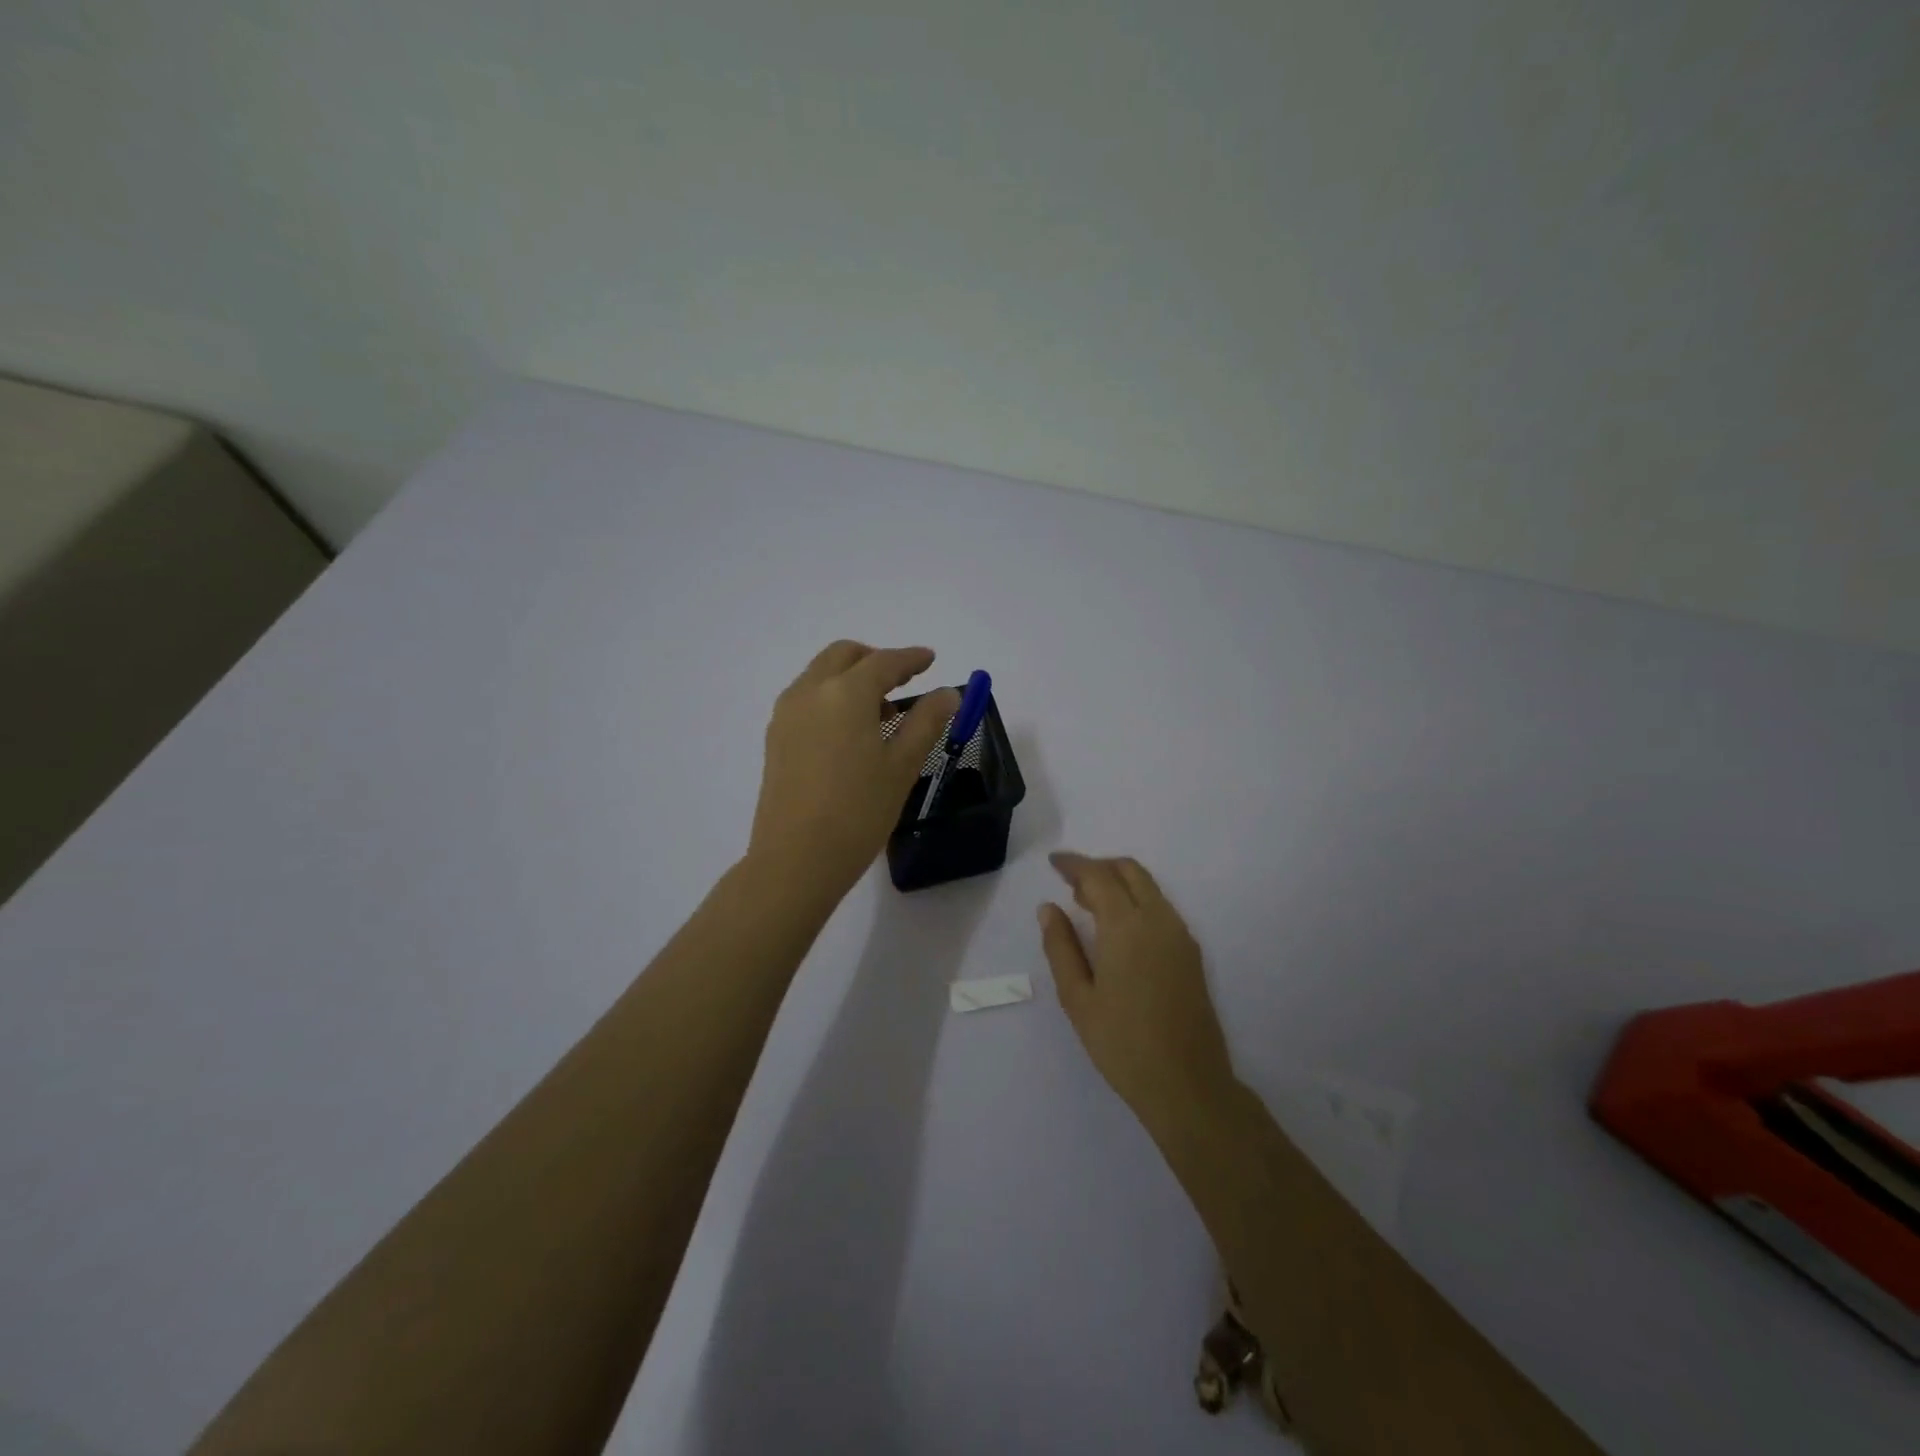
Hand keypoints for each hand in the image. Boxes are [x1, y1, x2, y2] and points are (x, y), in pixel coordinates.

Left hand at [748, 641, 959, 903]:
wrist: (795, 860)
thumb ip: (926, 722)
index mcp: (845, 693)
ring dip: (852, 678)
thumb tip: (947, 694)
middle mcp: (810, 691)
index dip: (911, 658)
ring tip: (882, 713)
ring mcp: (786, 714)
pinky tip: (851, 732)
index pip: (884, 662)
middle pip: (844, 655)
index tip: (930, 659)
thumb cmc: (858, 811)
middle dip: (876, 660)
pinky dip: (832, 697)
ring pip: (821, 675)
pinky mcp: (775, 738)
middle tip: (904, 681)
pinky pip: (807, 698)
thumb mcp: (902, 766)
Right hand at [1039, 852, 1237, 1130]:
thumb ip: (1061, 946)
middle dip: (1098, 867)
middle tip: (1070, 882)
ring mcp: (1180, 935)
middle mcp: (1158, 919)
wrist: (1188, 1084)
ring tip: (1088, 904)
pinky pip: (1160, 907)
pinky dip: (1136, 900)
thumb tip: (1049, 908)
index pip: (1098, 876)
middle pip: (1129, 871)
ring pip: (1148, 887)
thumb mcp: (1078, 998)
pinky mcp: (1191, 953)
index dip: (1074, 864)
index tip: (1053, 862)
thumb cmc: (1122, 1043)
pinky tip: (1117, 928)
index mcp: (1126, 926)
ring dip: (1118, 882)